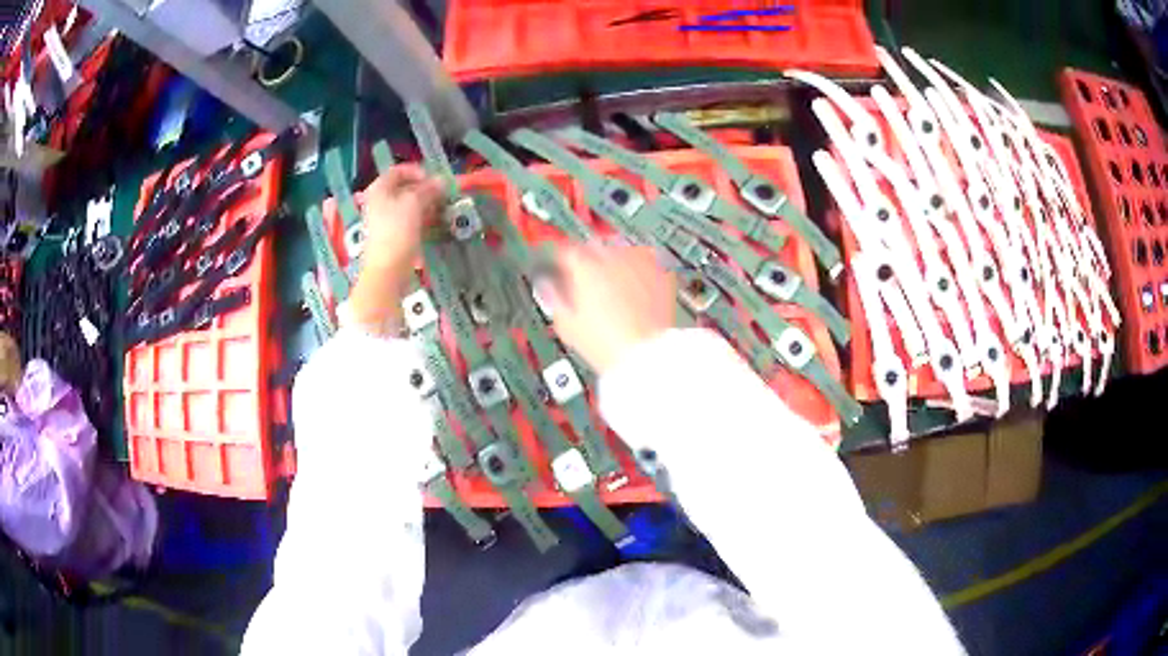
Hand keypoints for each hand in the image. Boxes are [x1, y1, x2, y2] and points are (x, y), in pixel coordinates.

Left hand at [360, 164, 443, 275]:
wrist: (387, 269)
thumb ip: (429, 189)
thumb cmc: (397, 230)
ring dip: (425, 205)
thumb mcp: (415, 203)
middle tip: (441, 195)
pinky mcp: (391, 237)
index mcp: (379, 189)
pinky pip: (407, 221)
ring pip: (407, 206)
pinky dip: (421, 219)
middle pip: (403, 189)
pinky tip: (433, 224)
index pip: (397, 171)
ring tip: (440, 210)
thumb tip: (442, 180)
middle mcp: (378, 202)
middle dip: (424, 190)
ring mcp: (384, 221)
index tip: (434, 179)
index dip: (416, 171)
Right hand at [538, 244, 675, 374]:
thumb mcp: (566, 324)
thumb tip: (549, 286)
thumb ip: (554, 297)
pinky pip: (646, 261)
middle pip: (593, 247)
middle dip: (589, 262)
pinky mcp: (661, 269)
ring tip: (616, 289)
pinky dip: (640, 270)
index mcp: (583, 264)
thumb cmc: (606, 343)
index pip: (564, 249)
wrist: (644, 352)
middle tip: (590, 284)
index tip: (561, 269)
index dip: (560, 261)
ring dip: (616, 264)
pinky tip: (637, 288)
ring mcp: (638, 260)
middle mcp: (611, 255)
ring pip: (621, 251)